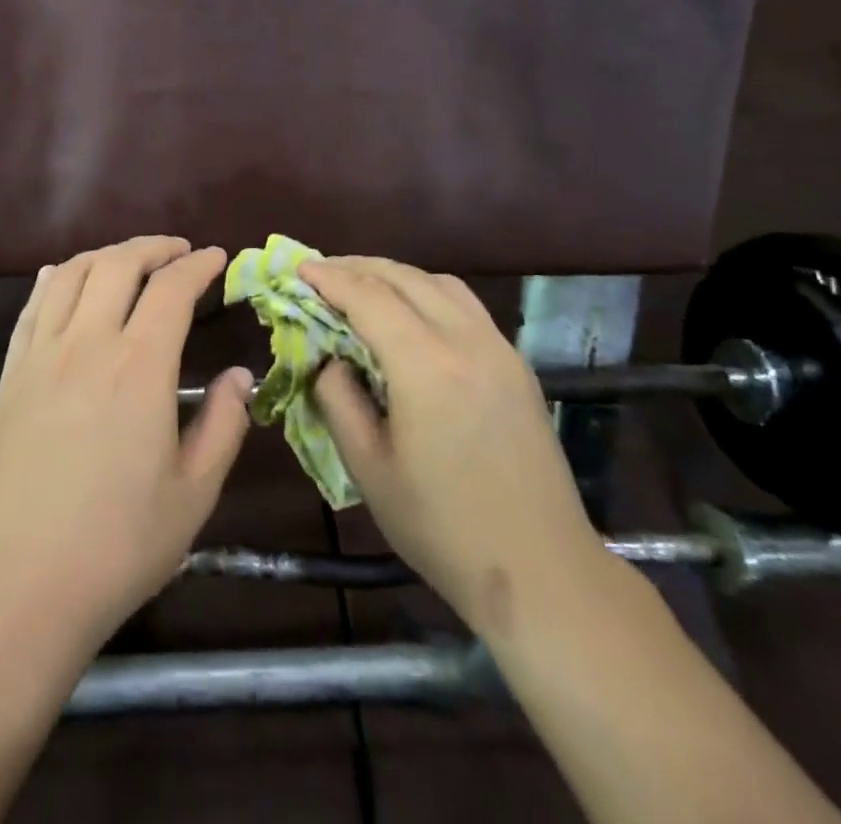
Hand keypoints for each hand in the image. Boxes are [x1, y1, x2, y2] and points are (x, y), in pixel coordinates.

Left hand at [0, 236, 254, 650]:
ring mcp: (42, 354)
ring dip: (106, 254)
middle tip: (178, 251)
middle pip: (118, 264)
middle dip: (154, 247)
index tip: (217, 257)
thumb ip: (224, 424)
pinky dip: (54, 278)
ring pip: (71, 273)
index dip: (198, 265)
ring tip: (129, 260)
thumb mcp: (194, 493)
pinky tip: (63, 277)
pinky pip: (32, 305)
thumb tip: (240, 374)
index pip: (172, 289)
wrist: (21, 582)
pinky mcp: (11, 373)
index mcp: (139, 367)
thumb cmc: (119, 544)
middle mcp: (87, 344)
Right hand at [303, 257, 610, 640]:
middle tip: (321, 272)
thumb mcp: (368, 467)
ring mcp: (499, 349)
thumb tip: (329, 358)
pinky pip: (465, 305)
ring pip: (439, 283)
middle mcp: (466, 341)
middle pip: (404, 278)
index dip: (329, 278)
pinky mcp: (516, 364)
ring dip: (395, 275)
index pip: (368, 297)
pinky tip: (411, 313)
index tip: (298, 268)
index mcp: (426, 366)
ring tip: (361, 285)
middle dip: (357, 267)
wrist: (542, 572)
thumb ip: (338, 399)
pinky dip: (428, 292)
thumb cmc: (442, 526)